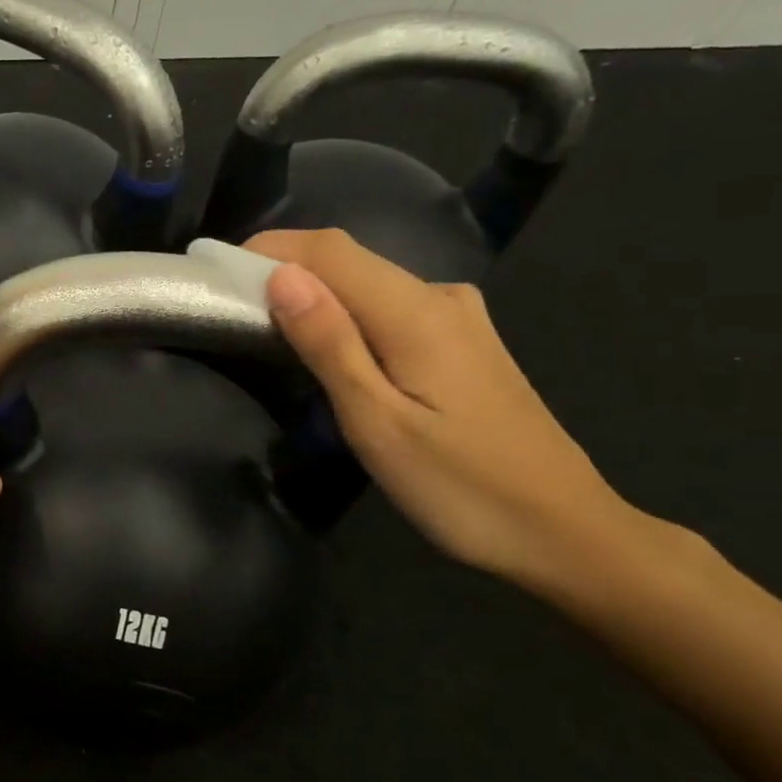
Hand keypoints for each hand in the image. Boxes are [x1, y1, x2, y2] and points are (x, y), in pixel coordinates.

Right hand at [246, 229, 638, 592]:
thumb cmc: (461, 487)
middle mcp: (442, 298)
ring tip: (267, 324)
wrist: (565, 533)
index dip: (269, 247)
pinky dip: (347, 312)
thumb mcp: (378, 423)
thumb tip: (281, 277)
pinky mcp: (465, 343)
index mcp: (418, 312)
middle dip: (285, 267)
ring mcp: (460, 319)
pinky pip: (391, 307)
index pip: (330, 250)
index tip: (216, 271)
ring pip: (371, 283)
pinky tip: (330, 345)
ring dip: (315, 291)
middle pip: (350, 259)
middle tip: (229, 304)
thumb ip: (329, 344)